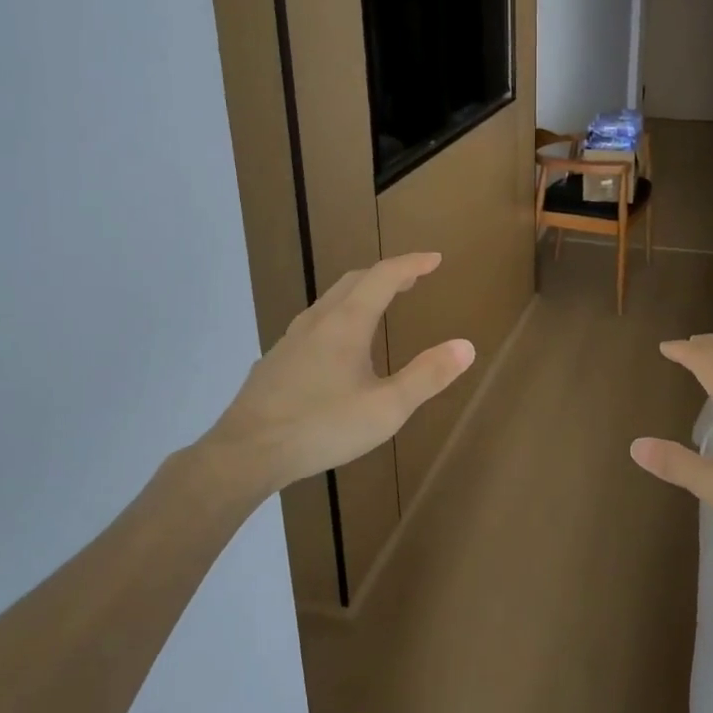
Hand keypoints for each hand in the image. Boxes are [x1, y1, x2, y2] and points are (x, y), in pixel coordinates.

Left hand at [199, 253, 474, 498]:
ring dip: (360, 293)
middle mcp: (317, 321)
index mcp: (346, 324)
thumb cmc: (322, 427)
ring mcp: (291, 340)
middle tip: (412, 280)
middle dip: (387, 275)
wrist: (246, 452)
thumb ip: (427, 376)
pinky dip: (339, 316)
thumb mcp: (386, 408)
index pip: (383, 276)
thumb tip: (466, 346)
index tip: (435, 259)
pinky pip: (314, 323)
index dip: (411, 264)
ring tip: (379, 306)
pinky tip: (337, 347)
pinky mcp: (276, 361)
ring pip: (330, 301)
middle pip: (354, 282)